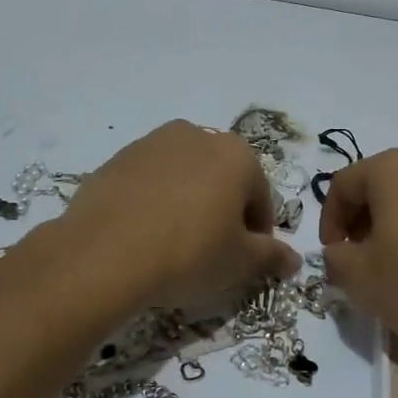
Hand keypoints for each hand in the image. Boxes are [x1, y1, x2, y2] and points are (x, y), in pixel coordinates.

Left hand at [57, 120, 300, 307]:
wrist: (104, 253)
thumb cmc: (189, 253)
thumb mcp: (240, 262)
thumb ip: (272, 256)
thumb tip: (293, 259)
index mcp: (236, 154)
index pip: (260, 198)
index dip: (258, 234)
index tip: (246, 261)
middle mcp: (197, 135)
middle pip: (223, 180)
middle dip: (223, 212)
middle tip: (212, 253)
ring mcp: (152, 143)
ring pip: (185, 177)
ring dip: (188, 203)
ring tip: (174, 244)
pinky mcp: (117, 158)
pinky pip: (149, 182)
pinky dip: (154, 202)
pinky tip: (144, 235)